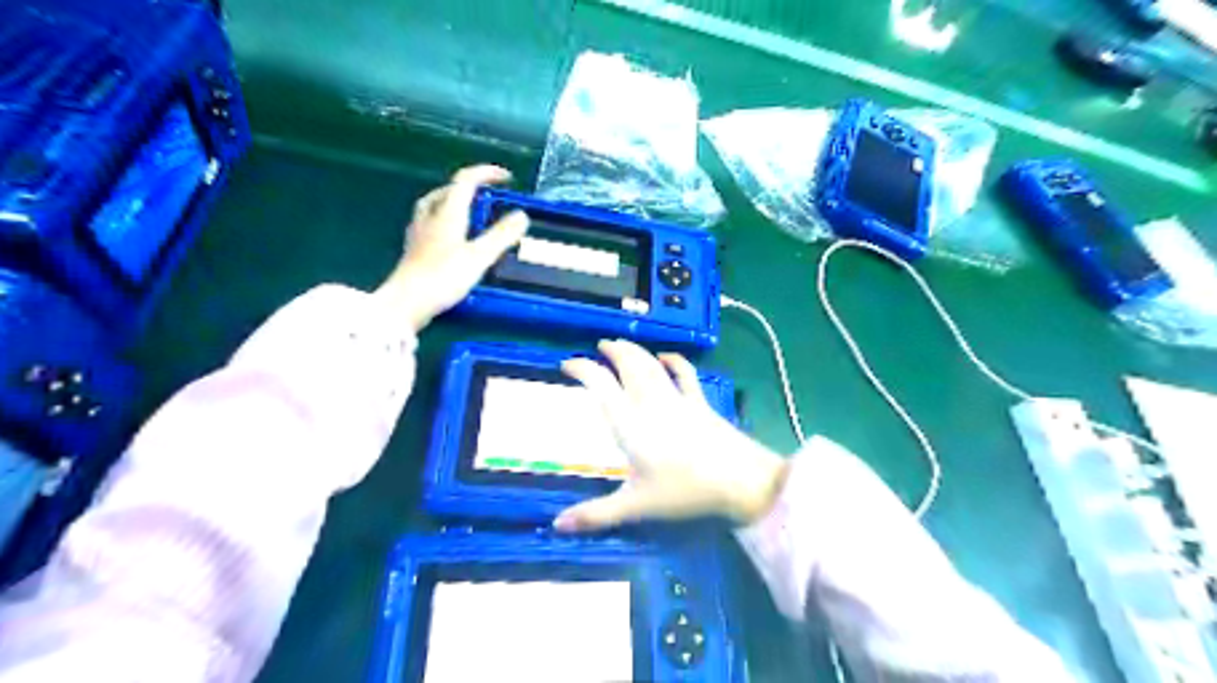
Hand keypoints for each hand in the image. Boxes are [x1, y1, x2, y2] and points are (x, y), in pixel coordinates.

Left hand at [379, 165, 530, 330]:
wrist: (406, 303)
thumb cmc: (443, 278)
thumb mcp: (479, 257)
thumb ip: (501, 236)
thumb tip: (522, 215)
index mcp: (448, 213)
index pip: (466, 180)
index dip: (486, 173)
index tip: (507, 178)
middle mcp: (431, 216)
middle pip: (448, 190)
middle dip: (471, 187)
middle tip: (490, 196)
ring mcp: (419, 232)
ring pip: (436, 205)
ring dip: (455, 201)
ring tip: (471, 211)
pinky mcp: (414, 248)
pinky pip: (430, 222)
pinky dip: (445, 220)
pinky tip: (451, 235)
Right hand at [556, 342, 789, 532]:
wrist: (739, 479)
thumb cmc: (684, 491)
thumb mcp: (637, 505)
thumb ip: (596, 514)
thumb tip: (557, 525)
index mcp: (630, 424)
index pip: (602, 386)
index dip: (583, 370)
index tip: (567, 365)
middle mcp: (651, 404)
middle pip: (629, 366)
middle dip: (613, 351)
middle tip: (600, 346)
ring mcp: (678, 399)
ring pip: (652, 365)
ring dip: (635, 351)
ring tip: (621, 344)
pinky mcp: (699, 402)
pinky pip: (685, 374)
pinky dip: (674, 361)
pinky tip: (666, 356)